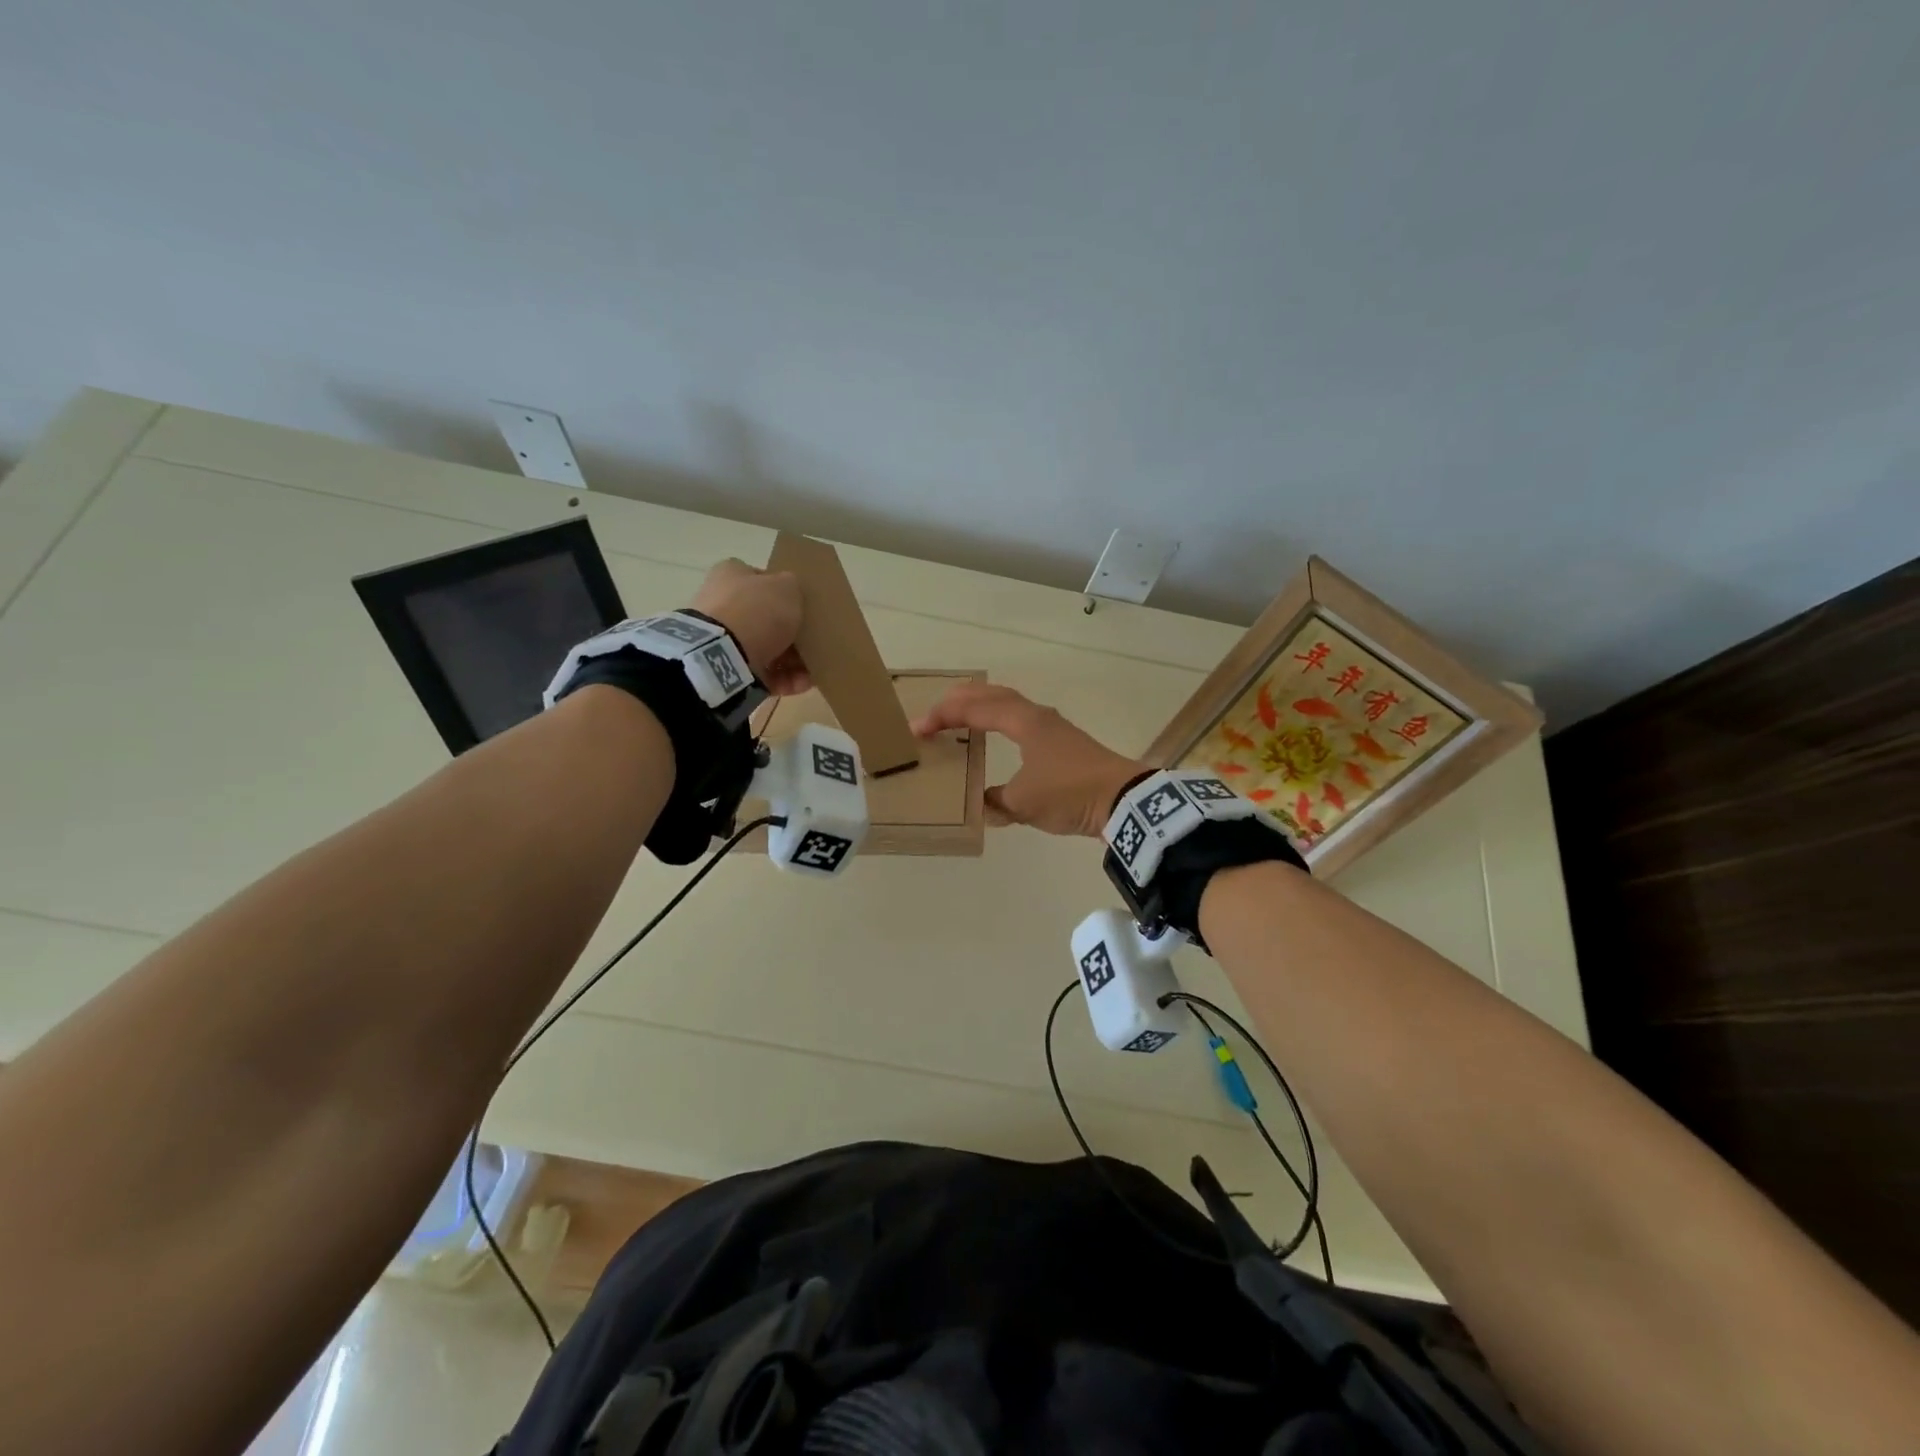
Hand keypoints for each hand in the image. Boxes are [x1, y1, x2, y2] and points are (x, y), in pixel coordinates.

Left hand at [690, 559, 811, 695]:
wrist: (722, 653)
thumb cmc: (757, 611)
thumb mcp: (788, 587)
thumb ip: (794, 587)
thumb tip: (792, 594)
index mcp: (732, 574)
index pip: (763, 581)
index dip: (788, 597)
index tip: (807, 613)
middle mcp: (724, 603)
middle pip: (767, 620)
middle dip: (793, 636)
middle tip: (814, 647)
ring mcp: (722, 638)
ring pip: (767, 649)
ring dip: (792, 662)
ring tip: (810, 673)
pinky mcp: (725, 667)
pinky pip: (761, 674)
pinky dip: (782, 680)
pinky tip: (800, 686)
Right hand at [912, 683, 1148, 836]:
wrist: (1123, 800)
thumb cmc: (1070, 794)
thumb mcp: (1023, 803)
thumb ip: (996, 802)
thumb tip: (984, 804)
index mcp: (1024, 722)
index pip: (975, 710)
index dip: (943, 717)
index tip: (919, 729)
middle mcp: (1037, 717)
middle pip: (993, 695)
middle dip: (961, 699)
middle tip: (936, 710)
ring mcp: (1053, 728)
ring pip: (1010, 705)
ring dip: (983, 707)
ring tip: (962, 717)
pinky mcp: (1064, 744)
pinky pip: (1022, 721)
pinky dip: (1001, 722)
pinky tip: (999, 737)